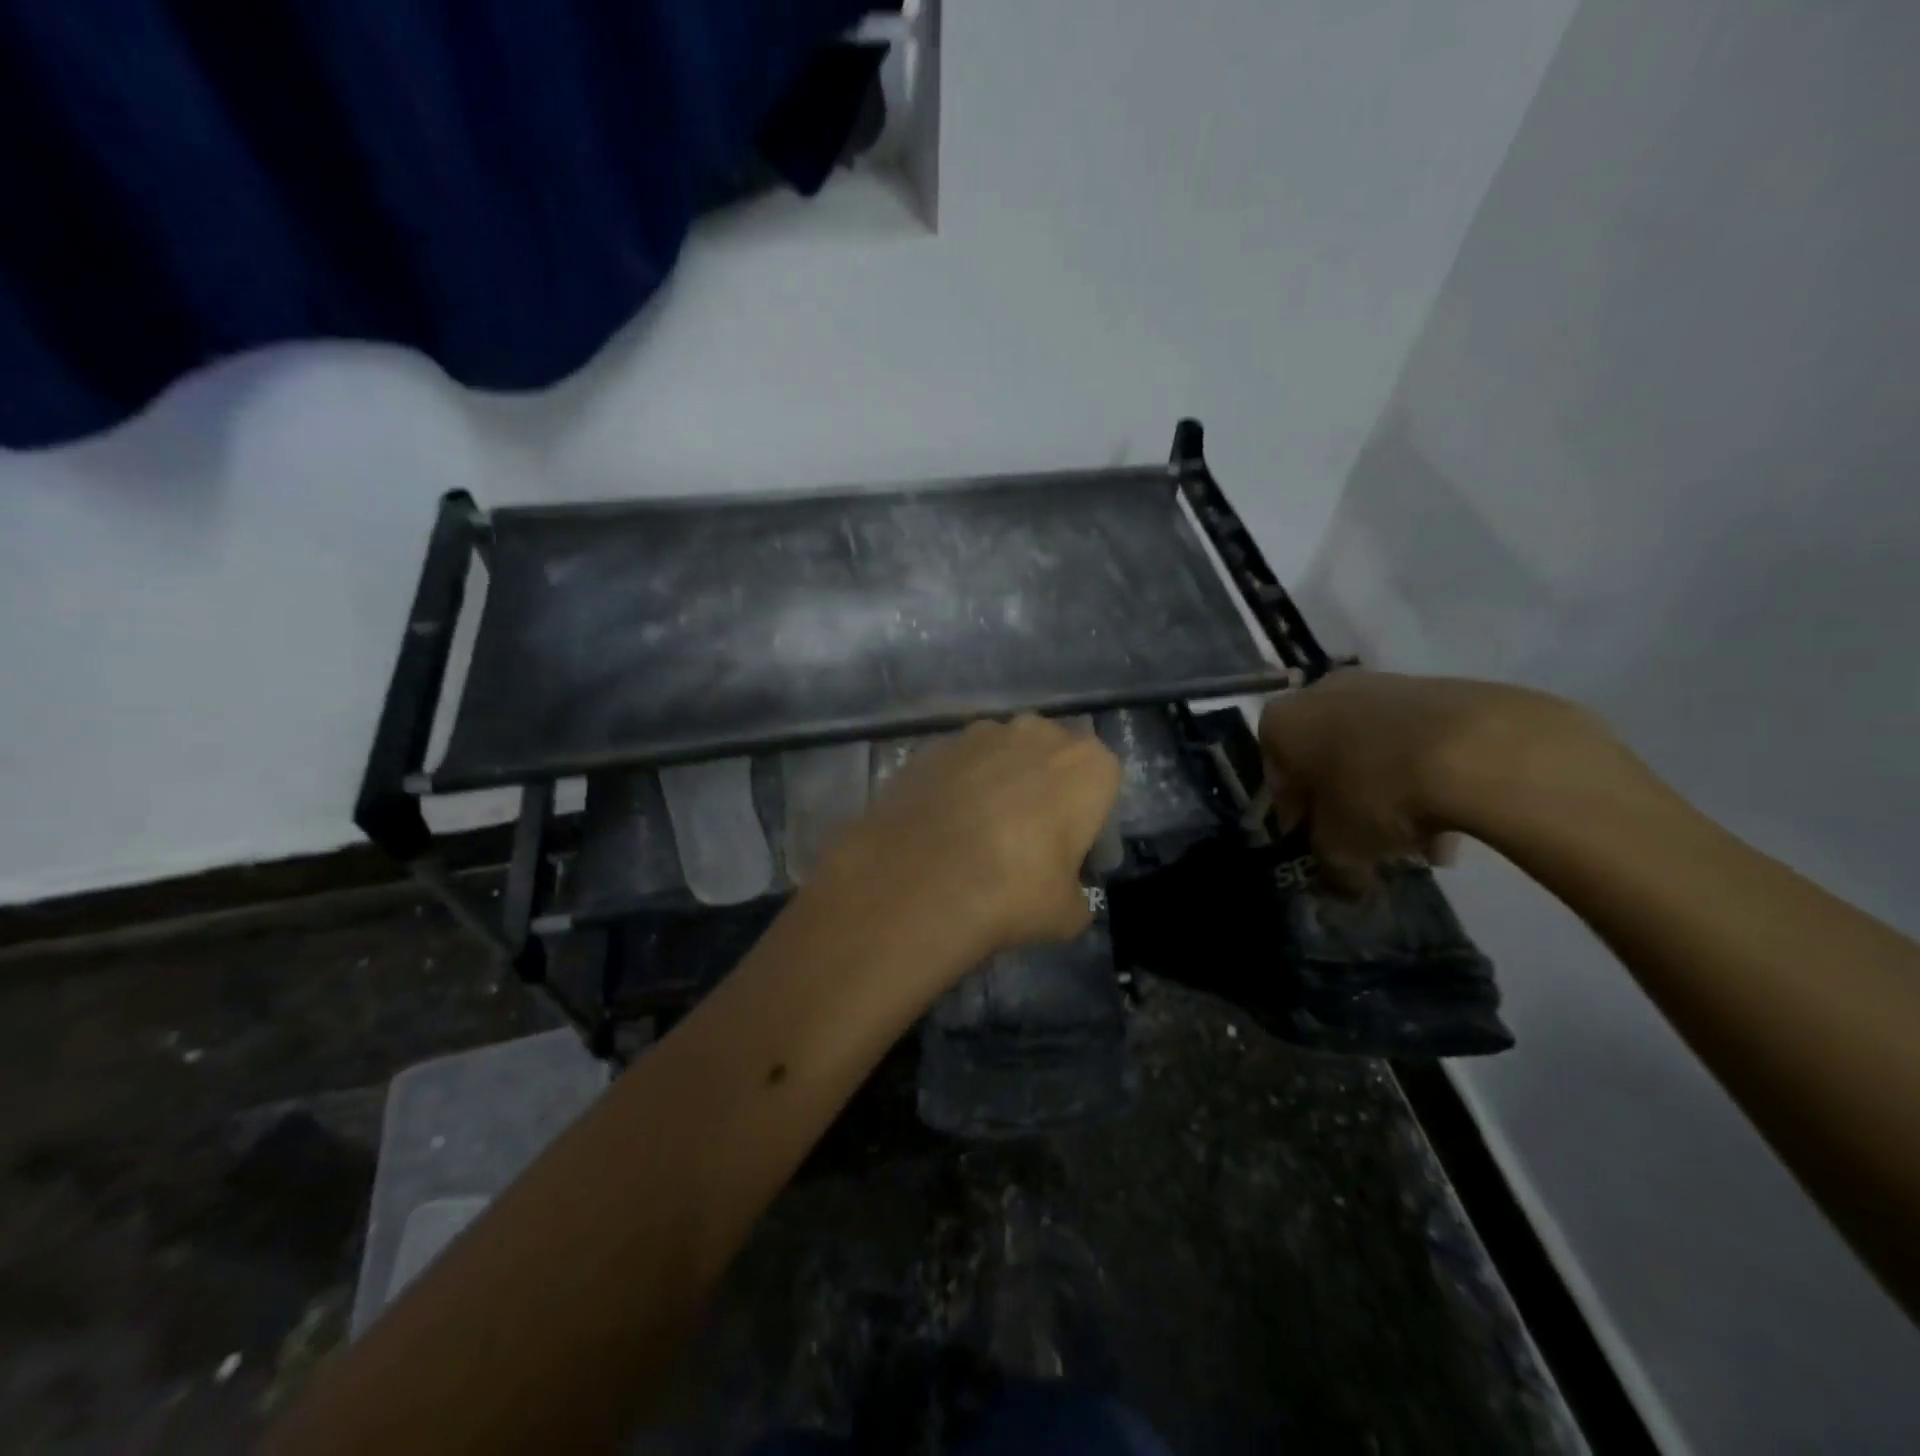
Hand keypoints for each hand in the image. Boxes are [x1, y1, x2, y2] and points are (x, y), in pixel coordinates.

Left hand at [817, 716, 1121, 958]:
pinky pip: (959, 764)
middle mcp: (1037, 732)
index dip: (1088, 815)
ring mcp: (979, 732)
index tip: (1070, 851)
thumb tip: (1068, 899)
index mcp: (1086, 763)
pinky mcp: (933, 745)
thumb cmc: (1013, 889)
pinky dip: (956, 786)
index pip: (1102, 780)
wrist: (920, 878)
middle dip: (1043, 788)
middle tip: (1027, 838)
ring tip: (977, 832)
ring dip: (998, 782)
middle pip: (1051, 757)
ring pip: (1002, 755)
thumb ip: (1077, 896)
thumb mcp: (1067, 914)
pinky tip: (943, 826)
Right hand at [1257, 670, 1619, 892]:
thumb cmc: (1376, 792)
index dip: (1298, 817)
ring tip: (1423, 843)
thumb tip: (1342, 884)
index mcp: (1281, 723)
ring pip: (1374, 750)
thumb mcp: (1341, 848)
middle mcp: (1321, 693)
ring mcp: (1381, 683)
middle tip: (1369, 841)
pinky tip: (1453, 820)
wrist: (1477, 748)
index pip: (1277, 777)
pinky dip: (1426, 774)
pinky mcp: (1436, 687)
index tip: (1319, 844)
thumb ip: (1330, 867)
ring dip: (1390, 793)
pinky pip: (1417, 740)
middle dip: (1346, 802)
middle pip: (1327, 759)